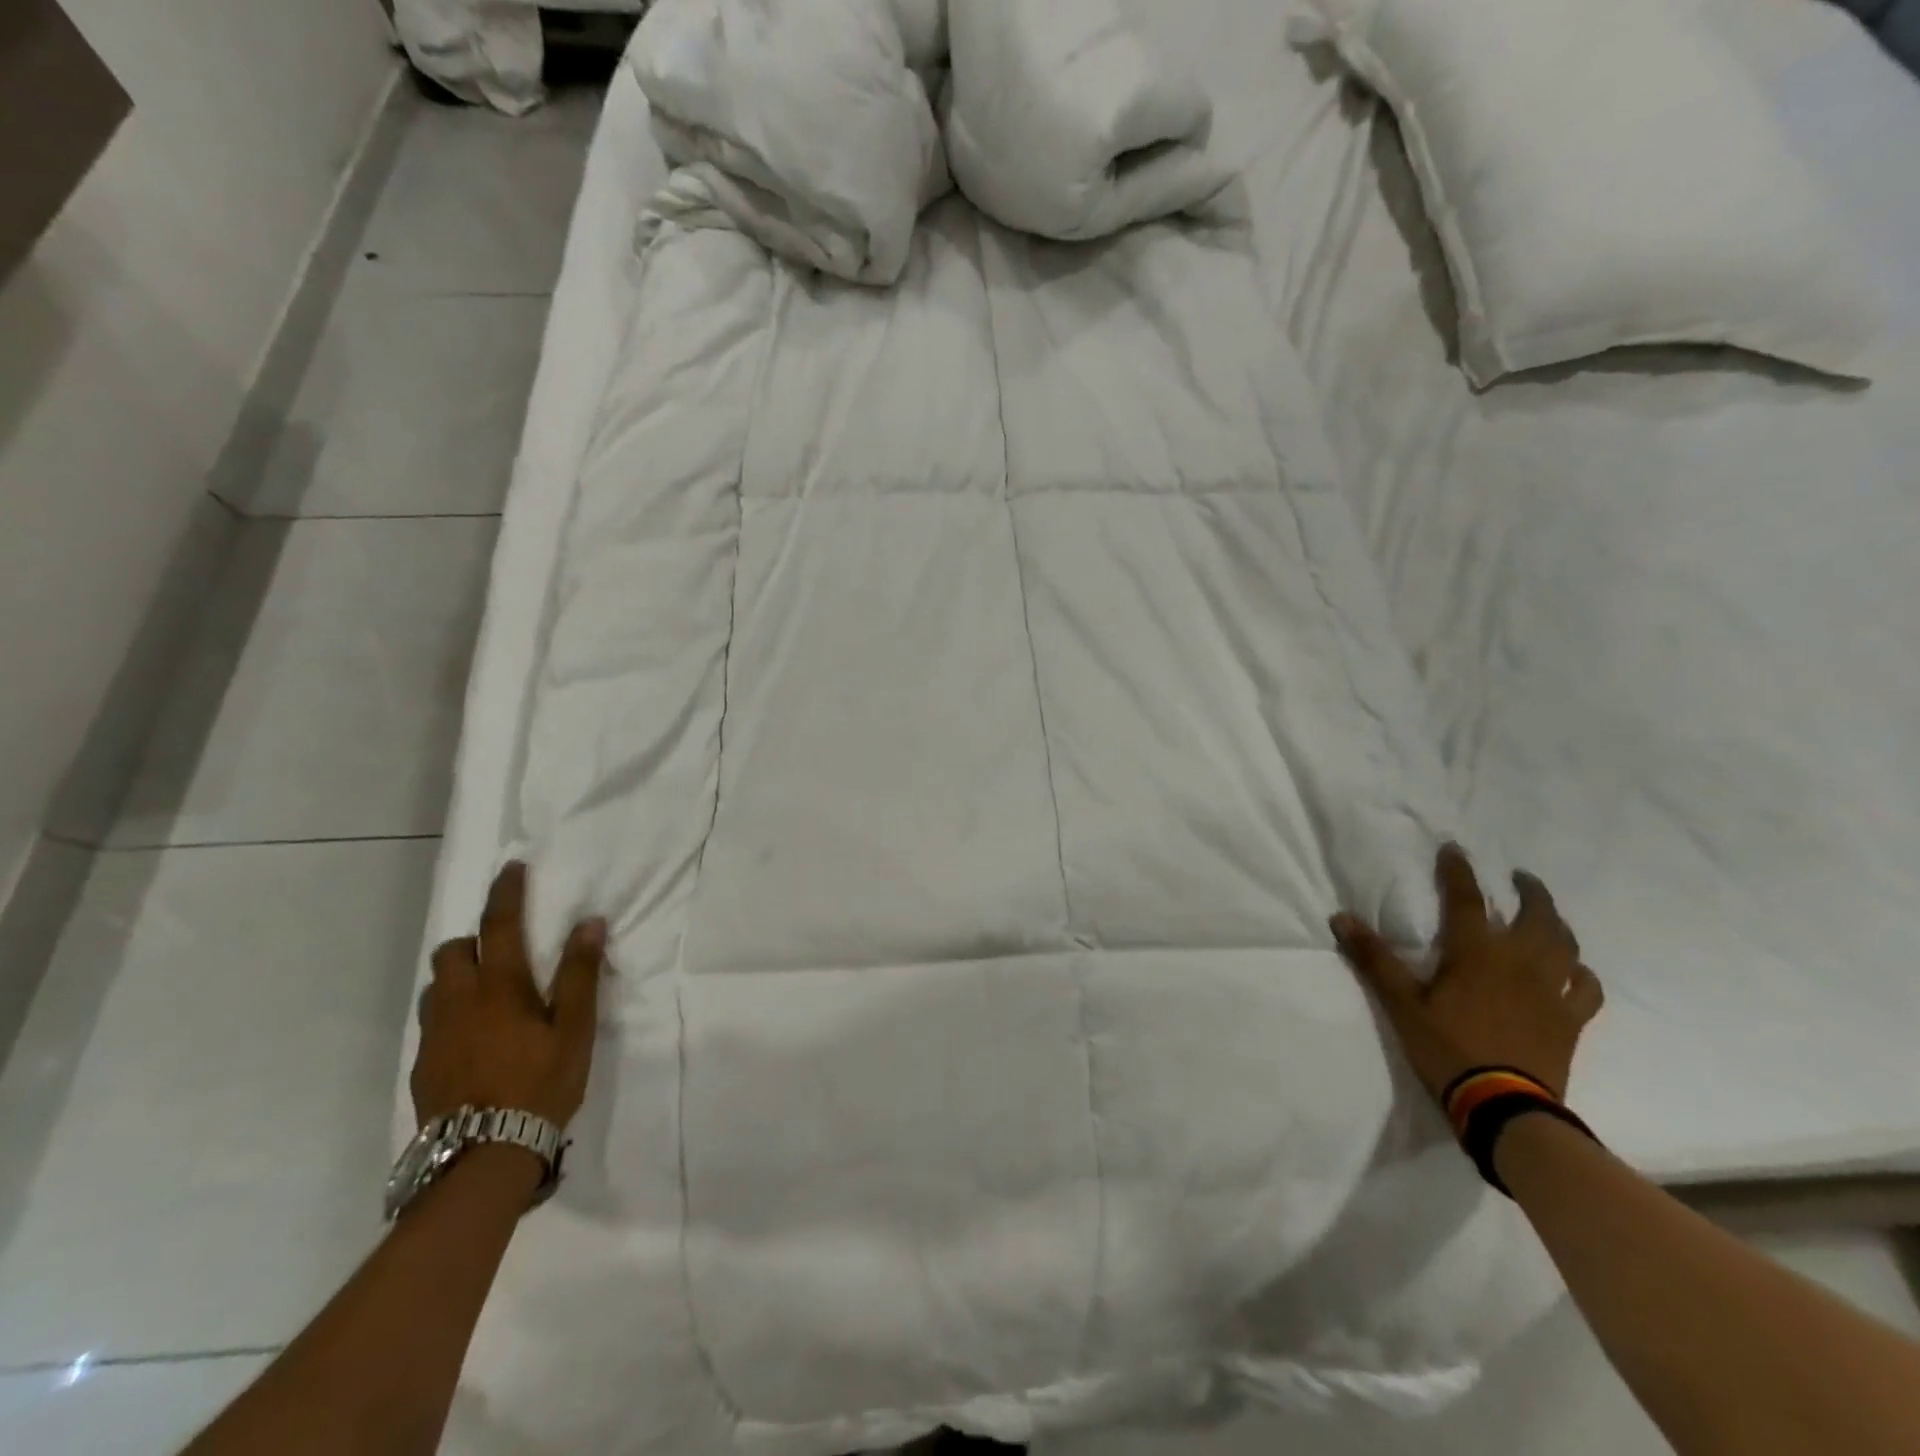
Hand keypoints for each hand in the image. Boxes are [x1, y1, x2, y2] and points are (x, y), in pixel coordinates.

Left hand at [411, 862, 607, 1130]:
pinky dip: (452, 1012)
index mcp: (499, 987)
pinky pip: (433, 1022)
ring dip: (457, 976)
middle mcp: (459, 1002)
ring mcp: (435, 1036)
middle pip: (451, 952)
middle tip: (501, 949)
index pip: (498, 925)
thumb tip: (589, 921)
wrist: (483, 1157)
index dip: (505, 893)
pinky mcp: (423, 1066)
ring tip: (487, 992)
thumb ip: (580, 974)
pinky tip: (474, 1037)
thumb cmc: (540, 1084)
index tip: (512, 869)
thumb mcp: (575, 1028)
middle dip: (472, 939)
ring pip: (436, 987)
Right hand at [1329, 843, 1603, 1103]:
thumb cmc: (1447, 1047)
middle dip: (1529, 892)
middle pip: (1536, 916)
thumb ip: (1374, 958)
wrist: (1504, 1106)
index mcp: (1477, 953)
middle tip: (1520, 878)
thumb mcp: (1401, 1003)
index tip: (1455, 850)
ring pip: (1566, 946)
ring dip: (1557, 924)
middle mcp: (1520, 962)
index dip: (1459, 872)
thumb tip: (1340, 917)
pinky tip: (1573, 971)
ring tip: (1547, 916)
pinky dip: (1580, 973)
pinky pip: (1585, 988)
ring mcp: (1551, 991)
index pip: (1467, 900)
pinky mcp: (1570, 1020)